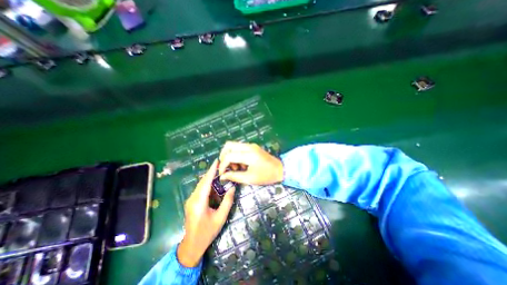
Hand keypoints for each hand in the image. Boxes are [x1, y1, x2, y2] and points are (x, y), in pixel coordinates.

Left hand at [177, 160, 235, 266]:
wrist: (191, 245)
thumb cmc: (207, 233)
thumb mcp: (220, 218)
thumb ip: (227, 202)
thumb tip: (232, 188)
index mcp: (199, 202)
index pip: (206, 182)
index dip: (211, 170)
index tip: (216, 161)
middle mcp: (192, 198)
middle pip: (202, 181)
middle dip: (211, 172)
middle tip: (221, 165)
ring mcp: (190, 200)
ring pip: (200, 184)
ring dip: (209, 177)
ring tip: (218, 171)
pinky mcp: (191, 202)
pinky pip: (199, 189)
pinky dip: (207, 184)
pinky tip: (213, 183)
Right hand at [218, 142, 283, 185]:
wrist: (280, 169)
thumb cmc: (266, 175)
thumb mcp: (250, 178)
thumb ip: (234, 176)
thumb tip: (222, 176)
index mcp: (249, 154)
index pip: (229, 156)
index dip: (222, 165)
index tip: (222, 174)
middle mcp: (249, 146)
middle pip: (229, 145)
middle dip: (224, 156)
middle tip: (226, 167)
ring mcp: (251, 145)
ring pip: (233, 145)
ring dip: (230, 155)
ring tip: (236, 167)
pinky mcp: (253, 147)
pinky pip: (239, 148)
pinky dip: (236, 155)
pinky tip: (241, 164)